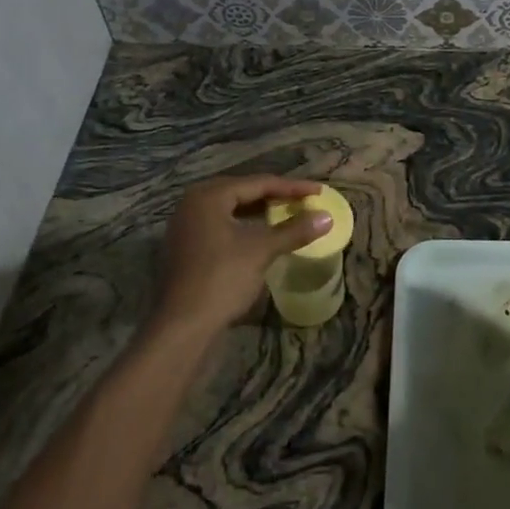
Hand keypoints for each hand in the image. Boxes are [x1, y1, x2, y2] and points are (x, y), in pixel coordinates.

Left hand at [156, 176, 330, 337]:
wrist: (183, 325)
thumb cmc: (222, 279)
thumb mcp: (261, 251)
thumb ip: (294, 230)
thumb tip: (327, 217)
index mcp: (209, 196)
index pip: (258, 183)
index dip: (292, 187)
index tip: (318, 191)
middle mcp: (193, 202)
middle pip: (243, 191)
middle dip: (275, 196)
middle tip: (303, 200)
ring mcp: (186, 224)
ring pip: (231, 208)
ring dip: (260, 210)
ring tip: (287, 213)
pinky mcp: (186, 244)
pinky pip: (222, 223)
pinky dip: (244, 224)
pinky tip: (261, 233)